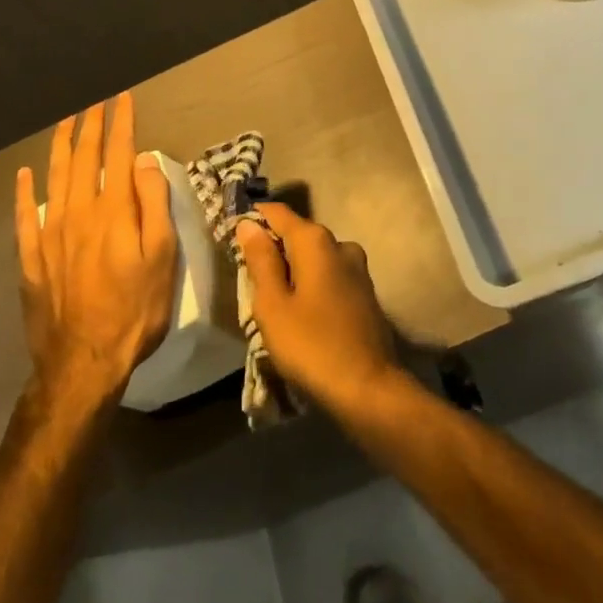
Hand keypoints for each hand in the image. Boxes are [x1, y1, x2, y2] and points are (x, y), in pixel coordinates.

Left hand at [14, 93, 177, 410]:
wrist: (84, 363)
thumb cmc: (135, 309)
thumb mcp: (163, 256)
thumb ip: (154, 203)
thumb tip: (144, 160)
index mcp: (114, 210)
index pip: (118, 153)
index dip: (121, 123)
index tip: (122, 98)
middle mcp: (79, 211)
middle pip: (84, 158)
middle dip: (90, 126)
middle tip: (94, 103)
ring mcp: (51, 234)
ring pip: (54, 177)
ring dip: (60, 146)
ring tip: (65, 122)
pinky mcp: (32, 258)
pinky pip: (25, 216)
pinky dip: (24, 191)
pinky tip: (24, 174)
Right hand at [237, 203, 402, 416]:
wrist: (369, 390)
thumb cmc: (312, 346)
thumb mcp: (273, 306)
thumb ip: (261, 260)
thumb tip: (249, 223)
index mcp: (315, 240)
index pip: (278, 213)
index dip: (254, 218)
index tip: (233, 234)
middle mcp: (339, 243)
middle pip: (297, 233)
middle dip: (274, 248)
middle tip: (249, 277)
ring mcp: (357, 267)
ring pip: (315, 256)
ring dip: (294, 269)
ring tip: (275, 300)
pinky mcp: (366, 291)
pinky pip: (330, 274)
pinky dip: (313, 283)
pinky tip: (303, 311)